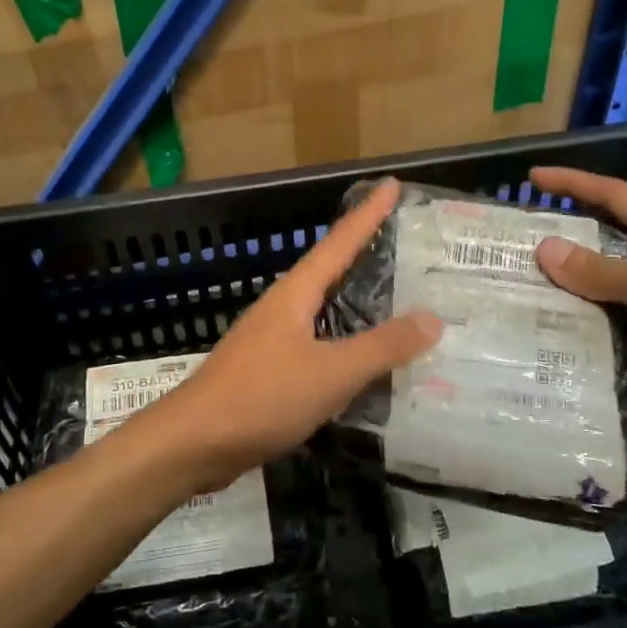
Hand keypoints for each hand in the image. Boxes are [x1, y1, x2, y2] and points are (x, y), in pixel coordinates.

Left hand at [141, 180, 442, 491]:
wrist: (194, 443)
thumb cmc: (262, 397)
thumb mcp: (331, 372)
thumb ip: (381, 347)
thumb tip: (432, 318)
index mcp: (295, 294)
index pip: (339, 242)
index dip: (368, 214)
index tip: (391, 184)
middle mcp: (282, 308)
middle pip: (329, 270)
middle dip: (364, 253)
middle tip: (404, 243)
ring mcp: (271, 340)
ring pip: (322, 310)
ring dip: (355, 301)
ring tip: (394, 298)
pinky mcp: (267, 371)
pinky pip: (316, 345)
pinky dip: (344, 343)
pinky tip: (361, 361)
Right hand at [530, 166, 626, 429]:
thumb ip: (601, 273)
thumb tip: (545, 249)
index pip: (613, 197)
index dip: (574, 183)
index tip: (533, 177)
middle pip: (604, 255)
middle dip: (561, 256)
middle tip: (512, 261)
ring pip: (611, 306)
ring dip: (575, 311)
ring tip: (523, 314)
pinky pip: (626, 350)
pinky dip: (600, 355)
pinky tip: (563, 362)